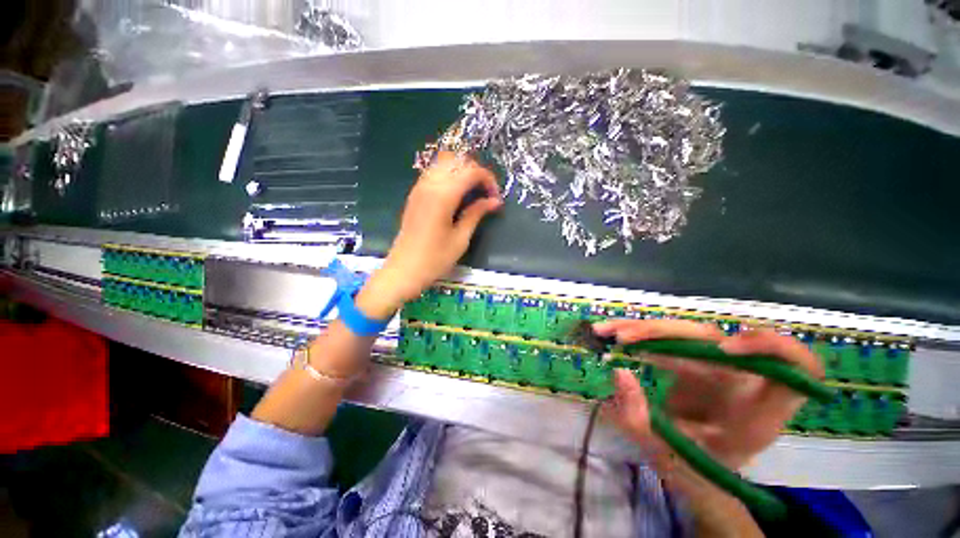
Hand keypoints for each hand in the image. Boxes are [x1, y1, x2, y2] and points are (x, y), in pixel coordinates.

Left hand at [356, 152, 501, 318]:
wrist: (404, 270)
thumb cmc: (435, 259)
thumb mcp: (461, 238)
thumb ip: (476, 214)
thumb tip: (495, 201)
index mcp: (443, 195)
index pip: (471, 171)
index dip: (488, 180)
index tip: (495, 198)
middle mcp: (429, 185)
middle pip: (457, 161)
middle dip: (476, 172)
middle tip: (485, 194)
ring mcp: (419, 188)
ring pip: (444, 163)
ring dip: (462, 172)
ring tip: (473, 192)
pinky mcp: (415, 194)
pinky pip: (434, 173)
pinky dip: (449, 176)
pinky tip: (456, 194)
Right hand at [595, 319, 823, 469]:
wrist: (694, 470)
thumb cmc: (693, 468)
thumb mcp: (671, 455)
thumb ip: (642, 421)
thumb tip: (619, 372)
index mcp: (758, 410)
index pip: (797, 366)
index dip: (770, 348)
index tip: (725, 349)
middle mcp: (740, 380)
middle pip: (711, 337)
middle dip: (662, 333)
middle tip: (622, 339)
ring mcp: (715, 367)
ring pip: (683, 332)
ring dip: (641, 329)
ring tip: (606, 332)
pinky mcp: (693, 361)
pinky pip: (668, 339)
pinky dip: (638, 334)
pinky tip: (612, 334)